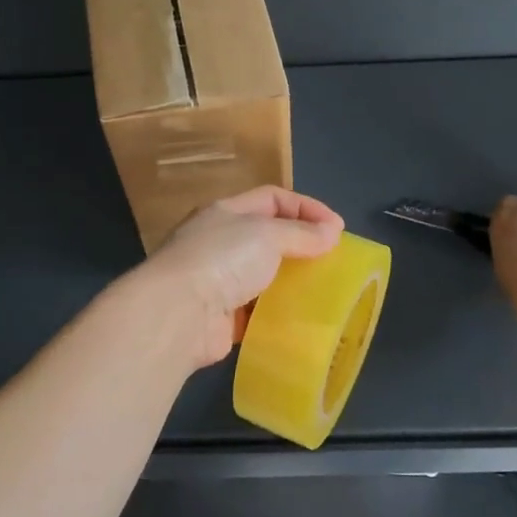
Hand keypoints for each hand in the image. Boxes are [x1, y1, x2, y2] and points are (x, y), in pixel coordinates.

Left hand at [140, 186, 344, 367]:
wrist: (179, 314)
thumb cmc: (223, 259)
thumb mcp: (267, 234)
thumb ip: (301, 233)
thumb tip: (332, 233)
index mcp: (226, 212)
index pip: (272, 198)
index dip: (306, 208)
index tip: (337, 228)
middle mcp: (219, 242)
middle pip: (268, 236)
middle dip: (301, 245)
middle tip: (333, 259)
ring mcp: (218, 280)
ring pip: (263, 275)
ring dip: (291, 281)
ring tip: (324, 289)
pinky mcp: (221, 317)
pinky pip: (256, 311)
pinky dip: (277, 313)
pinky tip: (300, 317)